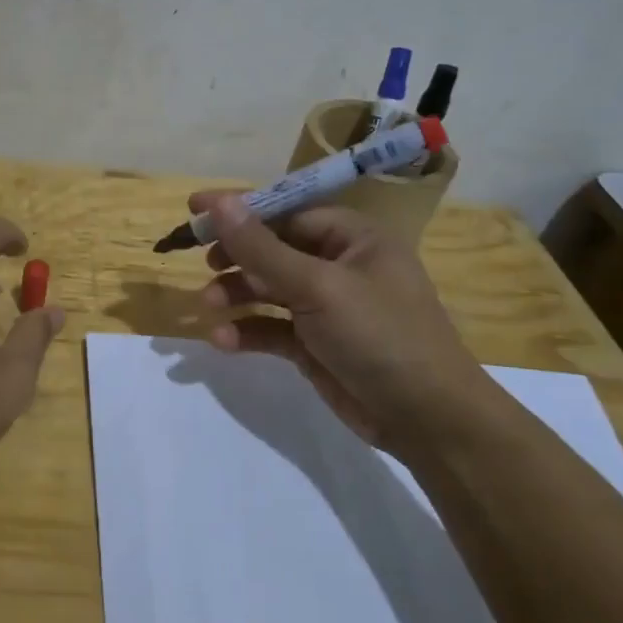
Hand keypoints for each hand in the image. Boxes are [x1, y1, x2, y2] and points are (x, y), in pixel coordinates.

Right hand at [194, 192, 489, 456]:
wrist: (427, 420)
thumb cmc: (380, 335)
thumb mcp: (318, 286)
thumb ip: (262, 247)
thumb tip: (218, 203)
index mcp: (353, 238)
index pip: (287, 212)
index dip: (241, 210)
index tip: (195, 209)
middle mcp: (339, 266)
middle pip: (273, 250)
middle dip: (237, 257)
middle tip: (203, 264)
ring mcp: (326, 307)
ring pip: (268, 290)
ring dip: (237, 295)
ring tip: (209, 305)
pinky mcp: (314, 344)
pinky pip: (271, 328)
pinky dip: (247, 331)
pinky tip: (223, 341)